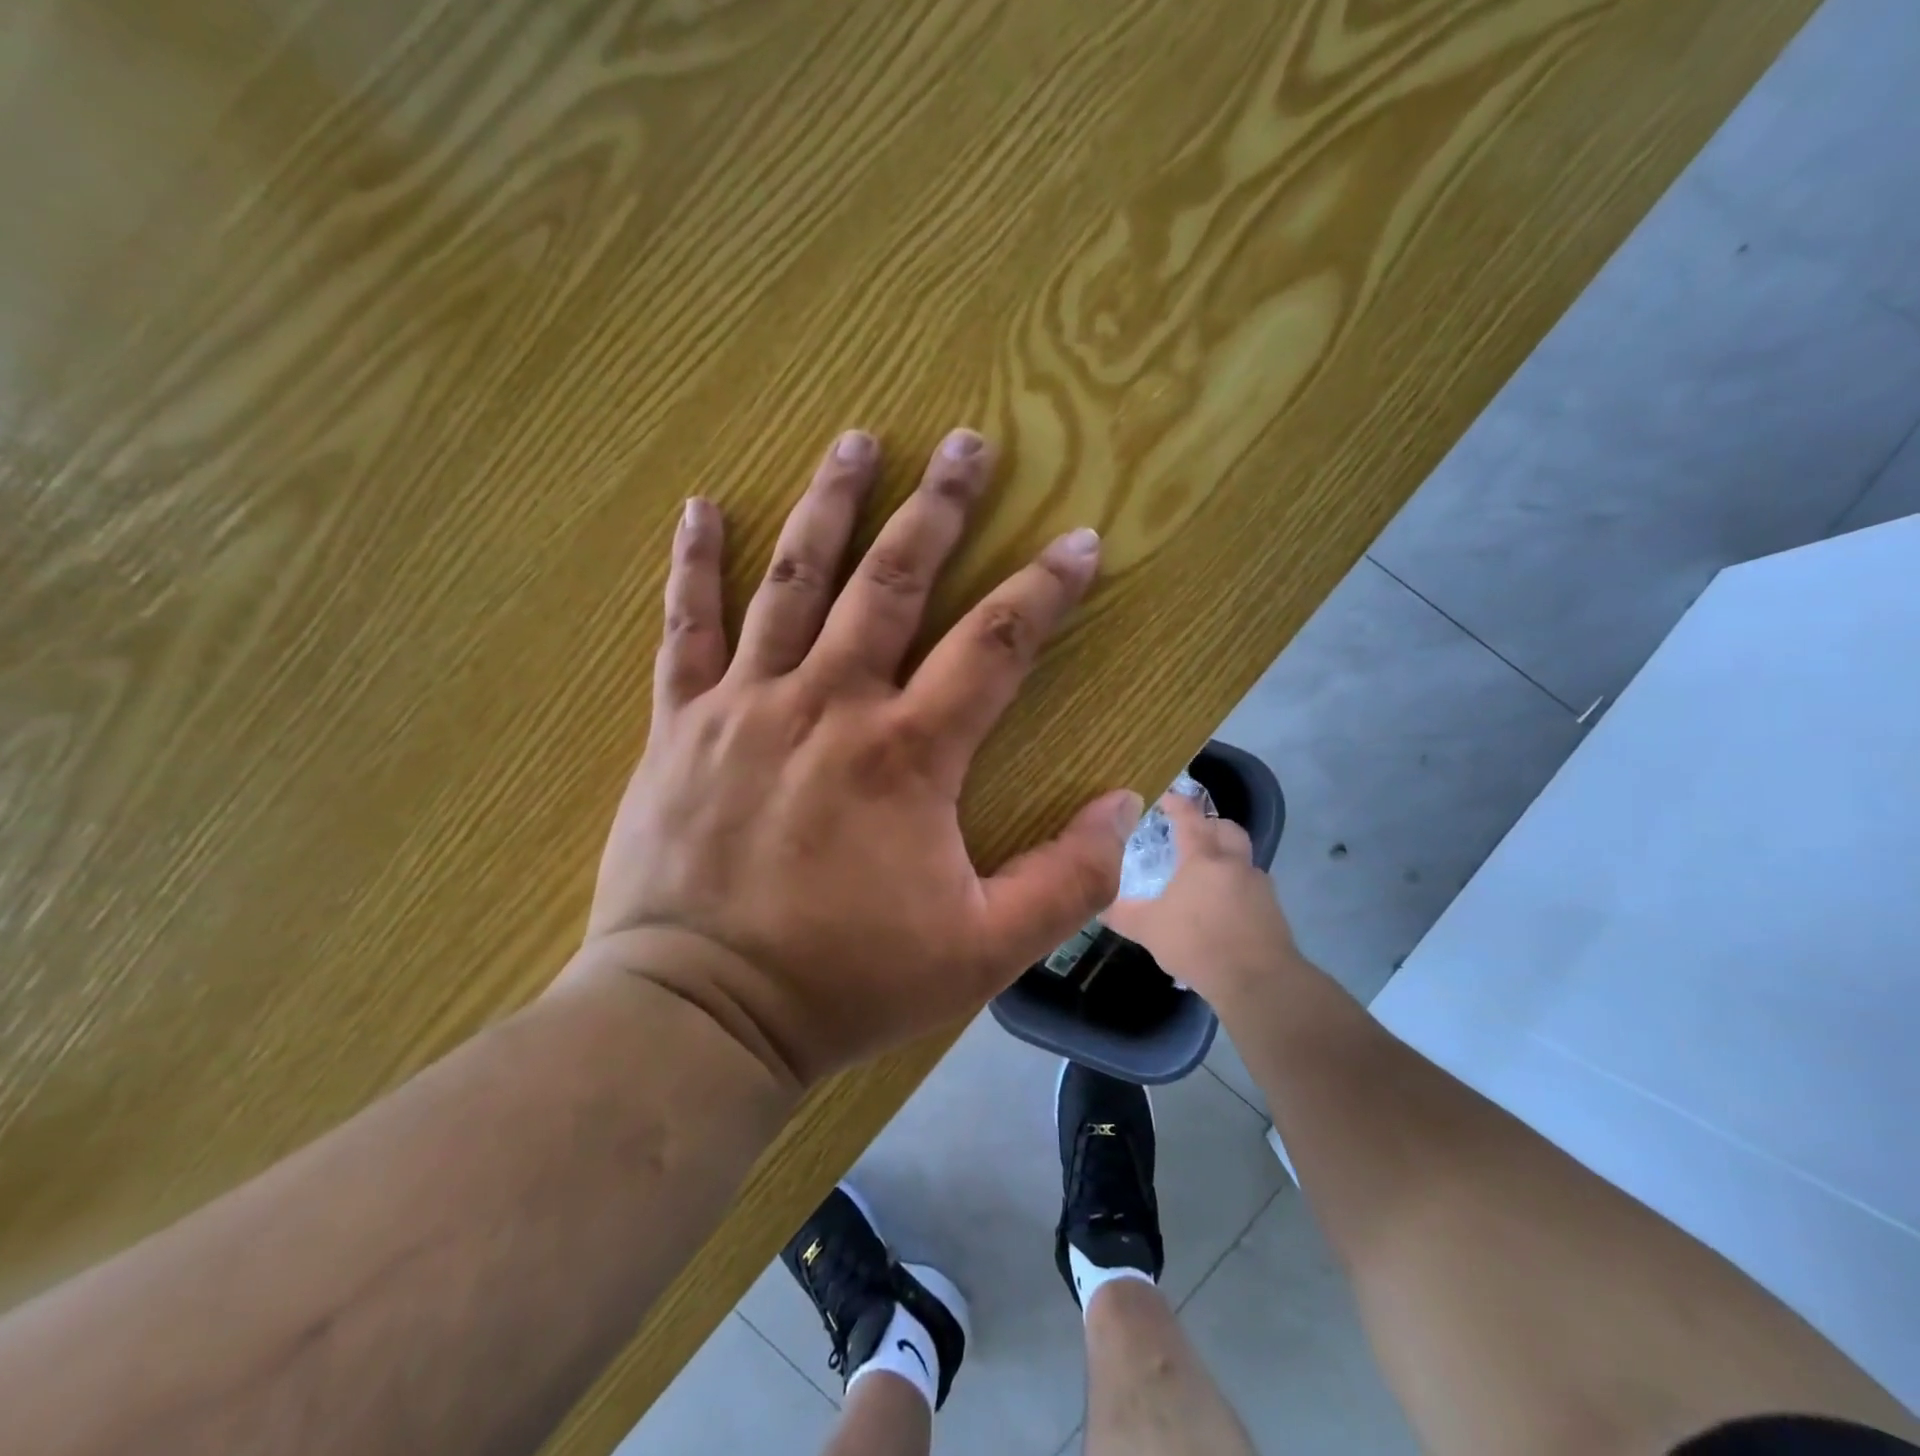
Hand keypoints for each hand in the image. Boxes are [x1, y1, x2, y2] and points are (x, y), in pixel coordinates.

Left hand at [565, 428, 1141, 1084]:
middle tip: (966, 444)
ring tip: (857, 440)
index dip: (1044, 589)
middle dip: (937, 509)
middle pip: (891, 582)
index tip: (1079, 543)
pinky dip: (694, 563)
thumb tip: (1123, 803)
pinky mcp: (682, 726)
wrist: (700, 1014)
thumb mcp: (981, 952)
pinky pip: (685, 629)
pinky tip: (703, 505)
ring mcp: (746, 707)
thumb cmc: (845, 982)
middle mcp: (828, 706)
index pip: (993, 646)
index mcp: (905, 756)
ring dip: (831, 505)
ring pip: (793, 582)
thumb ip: (1065, 880)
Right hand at [1100, 793, 1297, 1007]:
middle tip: (1189, 834)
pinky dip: (1235, 888)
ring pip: (1242, 858)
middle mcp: (1234, 863)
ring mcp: (1259, 886)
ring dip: (1224, 858)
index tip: (1163, 797)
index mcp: (1202, 858)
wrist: (1258, 982)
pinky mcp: (1273, 911)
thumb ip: (1121, 913)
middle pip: (1226, 828)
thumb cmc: (1197, 944)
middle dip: (1209, 825)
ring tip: (1202, 877)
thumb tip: (1096, 904)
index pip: (1188, 817)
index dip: (1175, 803)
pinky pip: (1251, 887)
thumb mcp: (1148, 929)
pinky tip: (1220, 909)